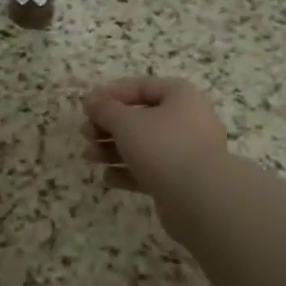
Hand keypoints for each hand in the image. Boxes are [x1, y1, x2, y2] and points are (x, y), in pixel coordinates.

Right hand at [81, 77, 226, 195]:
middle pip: (140, 118)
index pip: (141, 87)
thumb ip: (105, 109)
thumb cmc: (163, 146)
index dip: (111, 94)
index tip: (87, 106)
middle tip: (85, 134)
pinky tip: (107, 178)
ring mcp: (185, 152)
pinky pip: (149, 171)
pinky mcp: (180, 181)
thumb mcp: (127, 122)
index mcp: (180, 96)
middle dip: (108, 126)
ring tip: (88, 156)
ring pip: (143, 145)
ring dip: (113, 149)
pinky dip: (127, 172)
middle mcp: (186, 120)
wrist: (200, 198)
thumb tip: (90, 99)